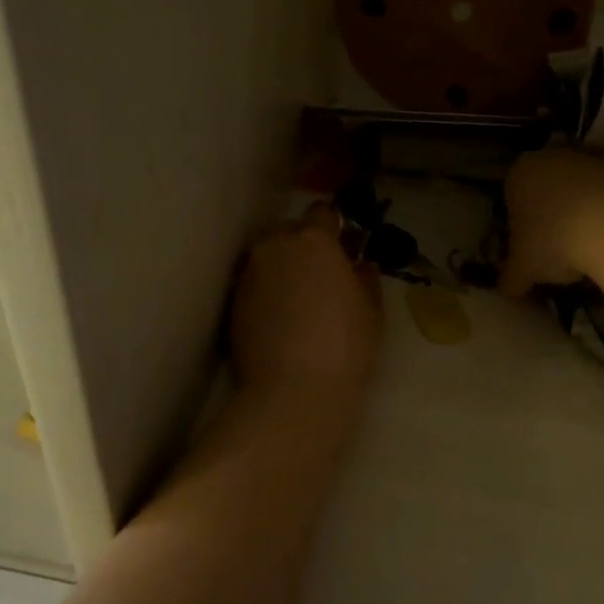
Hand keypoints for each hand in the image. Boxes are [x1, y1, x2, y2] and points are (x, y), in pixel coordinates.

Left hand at [230, 204, 381, 402]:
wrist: (293, 391)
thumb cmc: (345, 345)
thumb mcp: (371, 310)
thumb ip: (366, 278)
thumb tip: (361, 265)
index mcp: (313, 240)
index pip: (322, 213)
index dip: (333, 227)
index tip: (343, 248)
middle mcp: (275, 246)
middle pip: (289, 233)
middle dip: (303, 247)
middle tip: (320, 277)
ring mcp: (249, 274)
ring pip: (268, 259)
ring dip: (282, 270)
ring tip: (297, 302)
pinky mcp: (232, 302)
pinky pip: (254, 285)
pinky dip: (265, 293)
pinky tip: (279, 320)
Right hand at [499, 149, 603, 296]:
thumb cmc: (555, 242)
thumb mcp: (523, 270)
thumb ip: (510, 279)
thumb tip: (507, 290)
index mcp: (519, 174)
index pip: (511, 200)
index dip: (519, 229)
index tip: (531, 252)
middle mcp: (551, 157)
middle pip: (546, 191)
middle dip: (551, 218)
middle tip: (559, 252)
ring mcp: (591, 160)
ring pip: (579, 191)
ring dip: (582, 214)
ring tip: (591, 249)